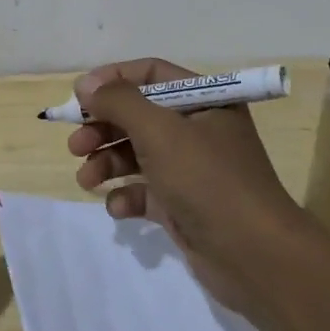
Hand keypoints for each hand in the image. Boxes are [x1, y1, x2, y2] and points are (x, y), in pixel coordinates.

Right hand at [68, 58, 314, 307]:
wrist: (254, 256)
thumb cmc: (207, 179)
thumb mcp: (159, 131)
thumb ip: (119, 102)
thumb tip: (86, 85)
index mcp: (205, 100)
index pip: (151, 74)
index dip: (112, 80)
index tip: (78, 97)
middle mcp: (198, 129)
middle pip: (139, 115)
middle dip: (103, 127)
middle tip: (75, 145)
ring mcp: (191, 169)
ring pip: (137, 154)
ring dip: (107, 163)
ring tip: (86, 179)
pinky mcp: (183, 204)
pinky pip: (145, 191)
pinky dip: (126, 196)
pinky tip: (118, 207)